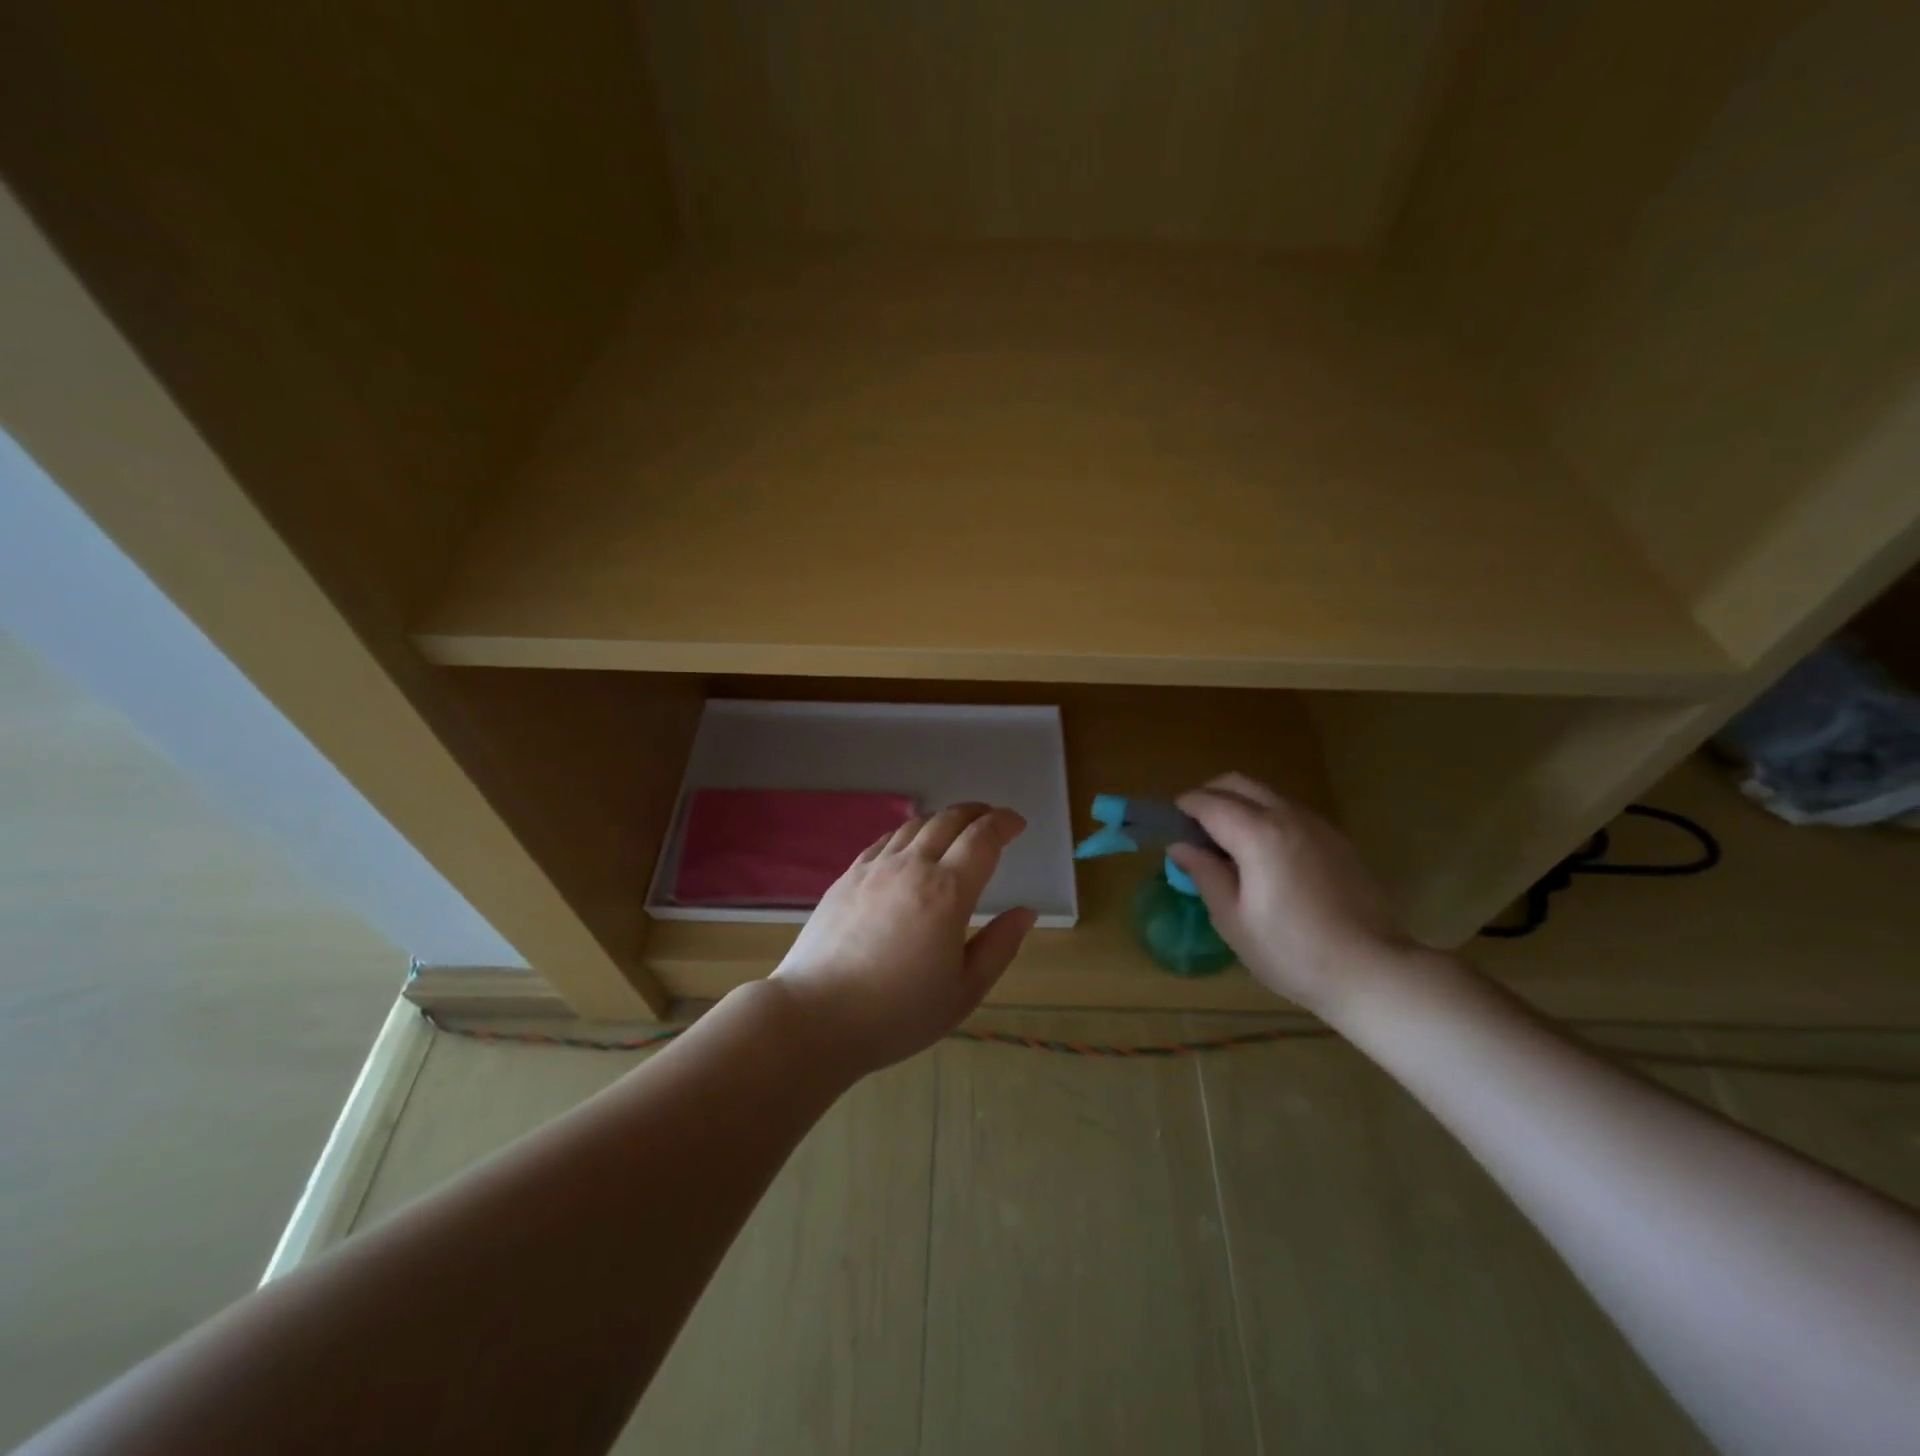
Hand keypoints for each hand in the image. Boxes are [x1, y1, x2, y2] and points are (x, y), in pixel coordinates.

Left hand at [771, 803, 1036, 1072]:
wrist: (816, 1016)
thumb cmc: (897, 1014)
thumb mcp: (963, 992)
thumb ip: (999, 947)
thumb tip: (1025, 912)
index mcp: (947, 892)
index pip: (982, 838)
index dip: (1004, 823)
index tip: (1018, 824)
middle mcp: (911, 867)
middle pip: (949, 820)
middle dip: (977, 813)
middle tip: (992, 820)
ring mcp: (874, 868)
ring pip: (915, 825)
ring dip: (943, 819)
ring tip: (956, 829)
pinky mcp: (847, 877)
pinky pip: (884, 840)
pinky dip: (908, 833)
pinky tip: (909, 847)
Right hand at [1169, 773, 1417, 1017]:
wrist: (1372, 970)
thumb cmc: (1291, 952)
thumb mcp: (1233, 919)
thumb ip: (1204, 873)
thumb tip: (1180, 846)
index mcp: (1257, 834)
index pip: (1209, 803)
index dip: (1184, 808)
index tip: (1169, 824)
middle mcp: (1287, 816)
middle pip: (1237, 784)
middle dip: (1209, 796)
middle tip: (1193, 829)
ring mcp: (1317, 825)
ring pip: (1266, 795)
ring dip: (1239, 806)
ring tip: (1227, 845)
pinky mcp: (1337, 840)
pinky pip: (1290, 813)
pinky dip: (1266, 819)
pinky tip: (1264, 858)